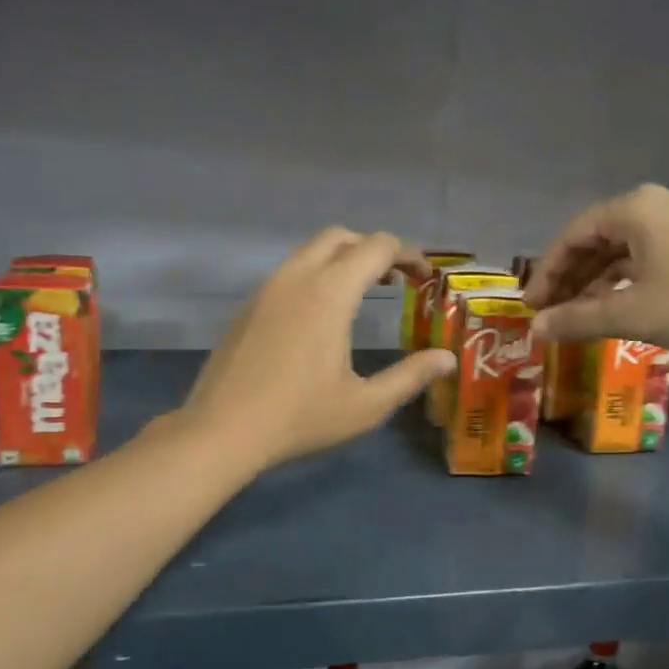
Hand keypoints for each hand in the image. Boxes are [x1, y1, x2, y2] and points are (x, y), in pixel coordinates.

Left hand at [182, 228, 456, 471]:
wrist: (221, 431)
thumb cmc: (300, 418)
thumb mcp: (366, 405)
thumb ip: (410, 377)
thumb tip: (447, 359)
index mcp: (329, 293)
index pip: (377, 247)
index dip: (408, 254)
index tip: (425, 278)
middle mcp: (296, 278)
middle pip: (340, 237)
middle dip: (373, 249)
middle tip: (395, 281)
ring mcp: (266, 289)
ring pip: (309, 251)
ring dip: (341, 260)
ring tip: (362, 296)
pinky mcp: (247, 307)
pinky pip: (288, 273)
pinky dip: (314, 276)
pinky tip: (319, 318)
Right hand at [521, 184, 668, 351]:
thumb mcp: (630, 315)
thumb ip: (576, 320)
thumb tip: (534, 330)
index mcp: (636, 209)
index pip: (573, 235)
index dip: (547, 271)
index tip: (532, 304)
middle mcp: (659, 204)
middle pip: (599, 239)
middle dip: (571, 277)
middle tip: (551, 311)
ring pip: (625, 249)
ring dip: (598, 281)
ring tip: (580, 314)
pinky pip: (650, 254)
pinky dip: (627, 279)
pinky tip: (618, 305)